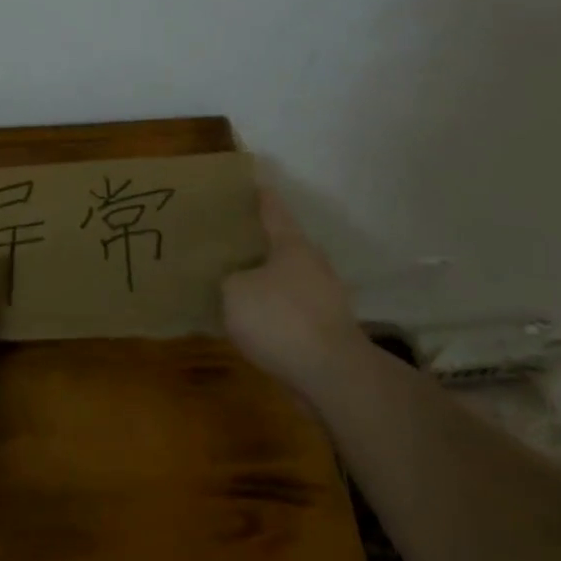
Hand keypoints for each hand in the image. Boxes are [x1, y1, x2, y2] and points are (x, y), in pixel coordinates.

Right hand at [222, 188, 362, 387]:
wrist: (332, 376)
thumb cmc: (280, 319)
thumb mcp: (234, 292)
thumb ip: (229, 279)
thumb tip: (234, 281)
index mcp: (292, 245)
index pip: (273, 209)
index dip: (258, 196)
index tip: (248, 184)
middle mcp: (312, 264)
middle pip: (282, 245)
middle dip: (258, 244)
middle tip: (228, 242)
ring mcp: (325, 299)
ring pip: (287, 280)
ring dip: (266, 282)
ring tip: (235, 285)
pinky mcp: (327, 330)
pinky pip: (292, 311)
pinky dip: (274, 313)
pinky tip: (253, 323)